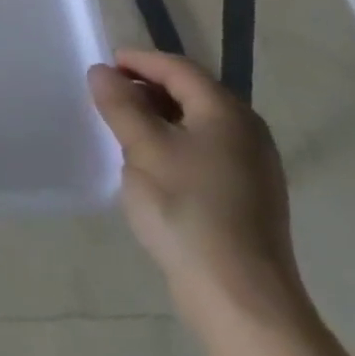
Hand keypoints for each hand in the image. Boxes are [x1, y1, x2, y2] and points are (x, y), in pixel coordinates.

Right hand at [88, 48, 308, 333]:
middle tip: (108, 95)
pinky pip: (205, 152)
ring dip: (159, 117)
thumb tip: (102, 72)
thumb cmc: (186, 208)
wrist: (239, 294)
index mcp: (227, 112)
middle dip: (148, 88)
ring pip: (198, 125)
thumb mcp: (143, 149)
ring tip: (122, 128)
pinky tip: (150, 164)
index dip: (140, 61)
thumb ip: (121, 105)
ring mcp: (252, 167)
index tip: (104, 64)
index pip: (179, 69)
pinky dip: (174, 144)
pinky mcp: (248, 197)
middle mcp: (247, 132)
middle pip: (193, 94)